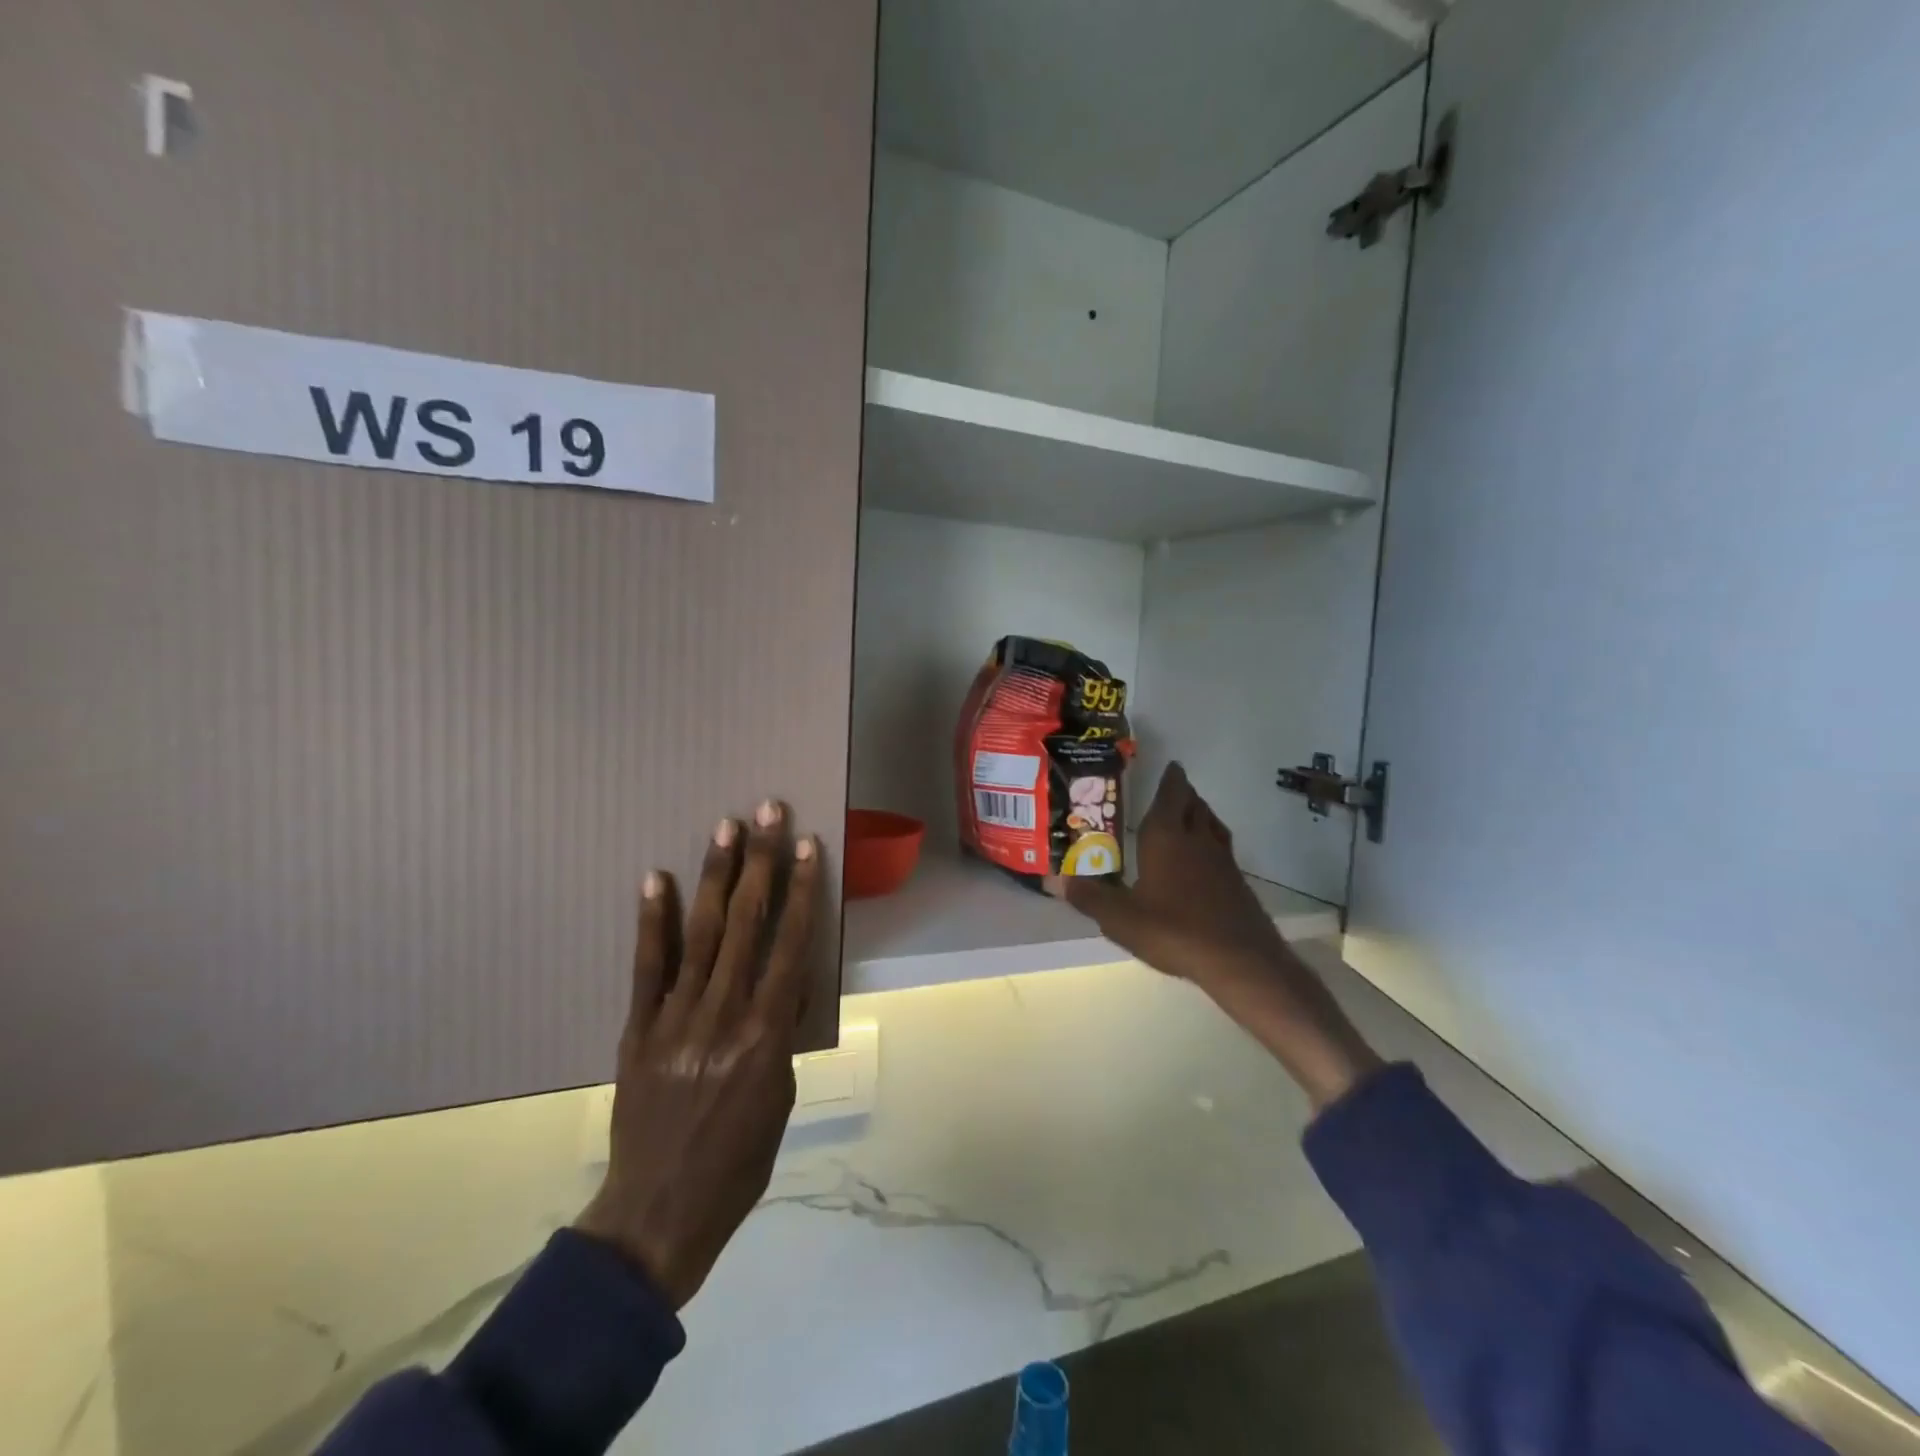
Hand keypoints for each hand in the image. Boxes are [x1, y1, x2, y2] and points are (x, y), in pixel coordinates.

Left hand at [575, 800, 819, 1307]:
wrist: (659, 1212)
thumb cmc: (739, 1161)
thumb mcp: (782, 1096)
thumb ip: (781, 1030)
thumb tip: (785, 980)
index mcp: (766, 1037)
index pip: (791, 946)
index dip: (801, 891)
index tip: (808, 846)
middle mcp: (723, 1016)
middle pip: (747, 925)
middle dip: (761, 863)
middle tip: (768, 812)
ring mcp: (675, 1019)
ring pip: (701, 934)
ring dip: (715, 877)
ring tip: (726, 828)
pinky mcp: (637, 1029)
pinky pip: (646, 967)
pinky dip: (653, 921)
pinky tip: (656, 879)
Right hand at [1048, 763, 1379, 1109]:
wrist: (1239, 959)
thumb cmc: (1174, 929)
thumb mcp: (1121, 918)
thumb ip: (1091, 898)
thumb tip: (1061, 880)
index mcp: (1166, 837)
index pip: (1170, 796)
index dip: (1170, 779)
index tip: (1171, 766)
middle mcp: (1197, 840)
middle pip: (1193, 805)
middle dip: (1183, 793)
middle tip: (1172, 788)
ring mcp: (1222, 860)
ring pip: (1211, 824)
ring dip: (1200, 814)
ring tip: (1189, 814)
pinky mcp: (1237, 882)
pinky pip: (1221, 849)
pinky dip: (1210, 842)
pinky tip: (1202, 860)